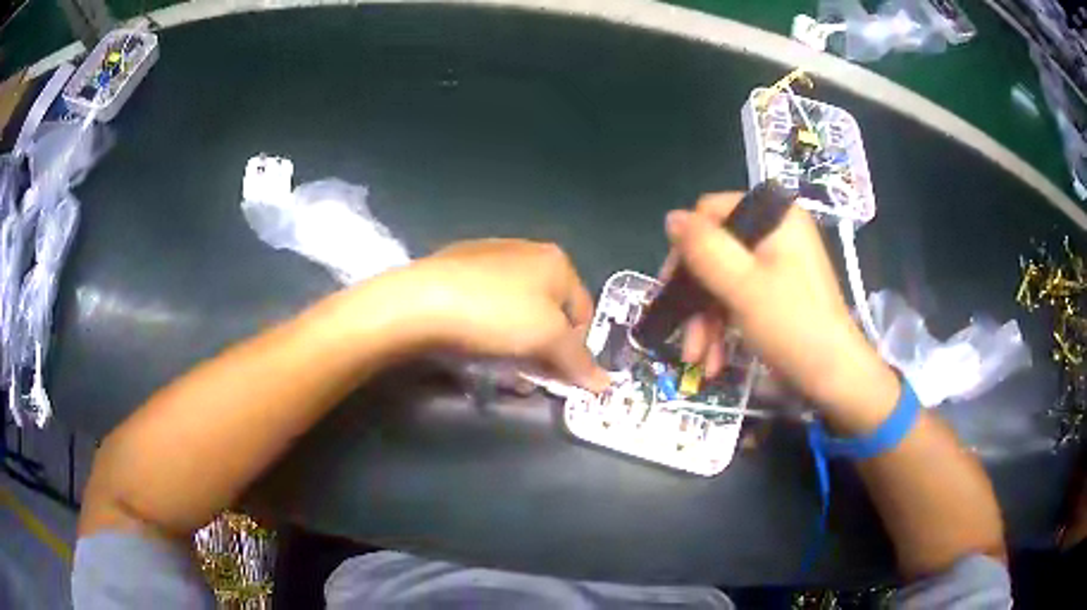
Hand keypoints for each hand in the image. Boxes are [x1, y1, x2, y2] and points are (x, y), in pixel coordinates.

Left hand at [382, 239, 609, 392]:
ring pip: (516, 310)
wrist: (421, 301)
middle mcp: (526, 251)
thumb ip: (579, 361)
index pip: (583, 312)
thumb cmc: (496, 315)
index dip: (578, 349)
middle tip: (529, 375)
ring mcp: (488, 257)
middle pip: (549, 311)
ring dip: (517, 343)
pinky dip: (489, 328)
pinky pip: (486, 304)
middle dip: (544, 348)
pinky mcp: (456, 269)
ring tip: (501, 365)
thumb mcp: (548, 340)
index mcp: (555, 260)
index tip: (561, 377)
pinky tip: (474, 344)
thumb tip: (606, 384)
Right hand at [663, 193, 895, 412]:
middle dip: (695, 299)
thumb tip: (671, 218)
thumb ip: (704, 247)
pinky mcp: (777, 290)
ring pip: (723, 280)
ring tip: (697, 360)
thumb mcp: (742, 285)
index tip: (672, 289)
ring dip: (705, 322)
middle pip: (715, 251)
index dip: (687, 248)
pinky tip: (713, 361)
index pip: (712, 212)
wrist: (834, 378)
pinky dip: (723, 327)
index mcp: (774, 217)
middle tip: (684, 334)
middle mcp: (776, 232)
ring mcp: (778, 263)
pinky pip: (738, 297)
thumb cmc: (792, 326)